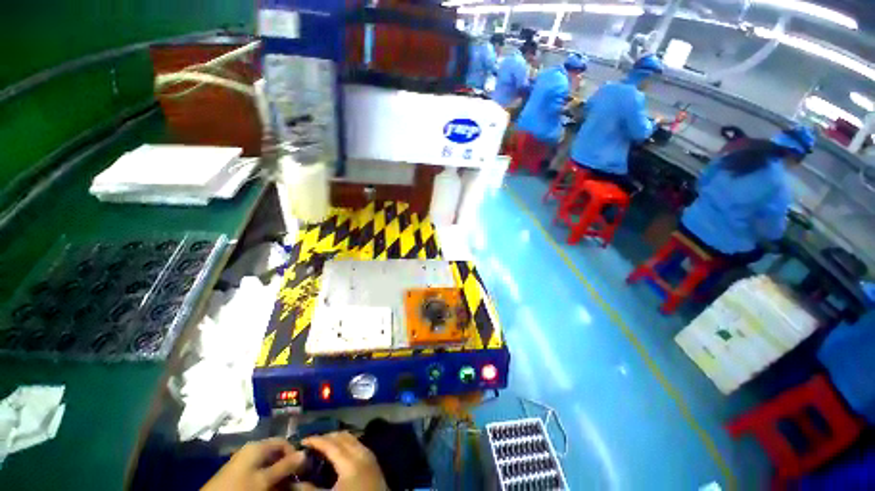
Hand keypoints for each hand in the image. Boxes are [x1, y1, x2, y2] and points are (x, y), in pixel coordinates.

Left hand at [202, 438, 303, 490]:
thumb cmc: (240, 488)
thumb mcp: (264, 480)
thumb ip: (284, 466)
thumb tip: (305, 453)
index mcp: (257, 446)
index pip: (283, 442)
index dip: (294, 453)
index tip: (302, 468)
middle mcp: (252, 450)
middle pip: (275, 453)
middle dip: (286, 465)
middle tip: (294, 479)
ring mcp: (244, 461)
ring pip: (268, 464)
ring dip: (278, 474)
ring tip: (284, 485)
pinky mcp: (239, 473)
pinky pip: (259, 471)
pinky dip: (268, 478)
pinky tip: (271, 487)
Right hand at [294, 431, 387, 490]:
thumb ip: (309, 490)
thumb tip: (291, 481)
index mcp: (350, 461)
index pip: (330, 444)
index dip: (315, 440)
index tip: (301, 441)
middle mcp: (360, 452)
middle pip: (342, 437)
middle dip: (326, 437)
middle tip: (310, 444)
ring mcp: (368, 455)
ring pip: (351, 438)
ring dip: (336, 439)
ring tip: (322, 446)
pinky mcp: (372, 460)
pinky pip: (357, 443)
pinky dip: (345, 443)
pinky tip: (337, 453)